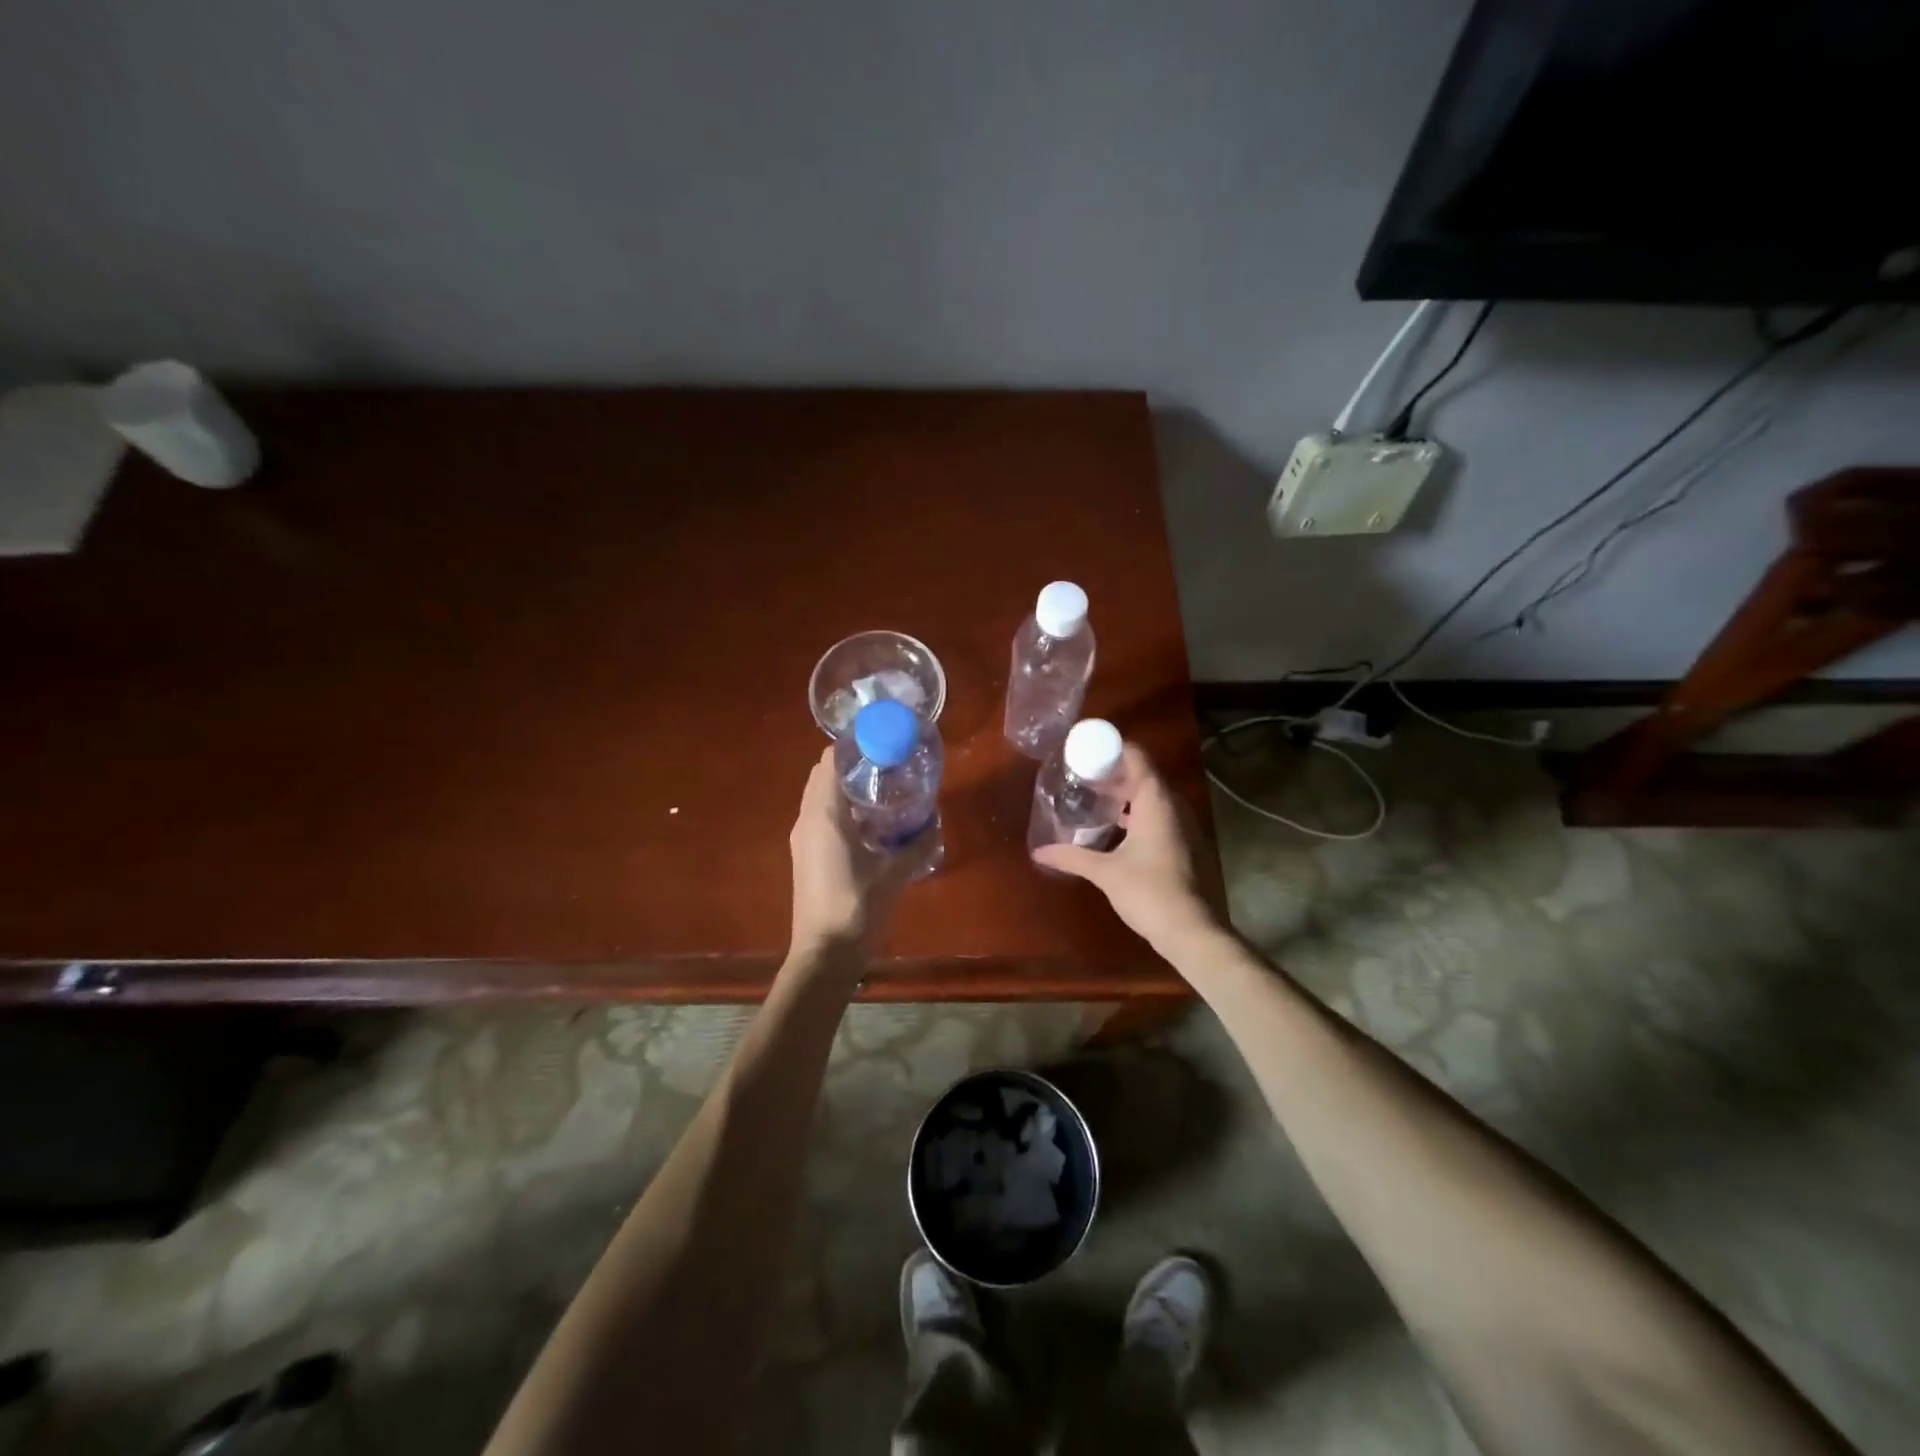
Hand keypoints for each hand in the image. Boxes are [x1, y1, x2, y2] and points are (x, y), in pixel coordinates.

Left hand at [788, 746, 928, 958]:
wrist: (824, 955)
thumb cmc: (857, 908)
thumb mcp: (895, 874)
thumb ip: (917, 844)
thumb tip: (935, 822)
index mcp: (825, 815)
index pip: (830, 761)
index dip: (853, 747)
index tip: (882, 743)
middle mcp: (807, 820)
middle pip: (824, 775)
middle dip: (853, 765)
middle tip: (888, 766)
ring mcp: (803, 839)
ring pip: (821, 798)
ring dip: (846, 789)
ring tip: (883, 791)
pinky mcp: (806, 856)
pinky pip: (821, 818)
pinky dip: (841, 810)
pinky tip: (870, 825)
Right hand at [1032, 744, 1219, 953]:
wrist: (1190, 931)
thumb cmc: (1148, 892)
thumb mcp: (1105, 872)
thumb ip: (1072, 857)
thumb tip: (1039, 852)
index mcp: (1156, 802)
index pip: (1137, 757)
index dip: (1112, 748)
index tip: (1085, 750)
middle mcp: (1172, 806)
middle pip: (1143, 774)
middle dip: (1113, 772)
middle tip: (1081, 775)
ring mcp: (1181, 825)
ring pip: (1151, 796)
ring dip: (1125, 793)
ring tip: (1094, 798)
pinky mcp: (1182, 843)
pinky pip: (1157, 814)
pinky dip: (1136, 812)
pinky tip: (1114, 827)